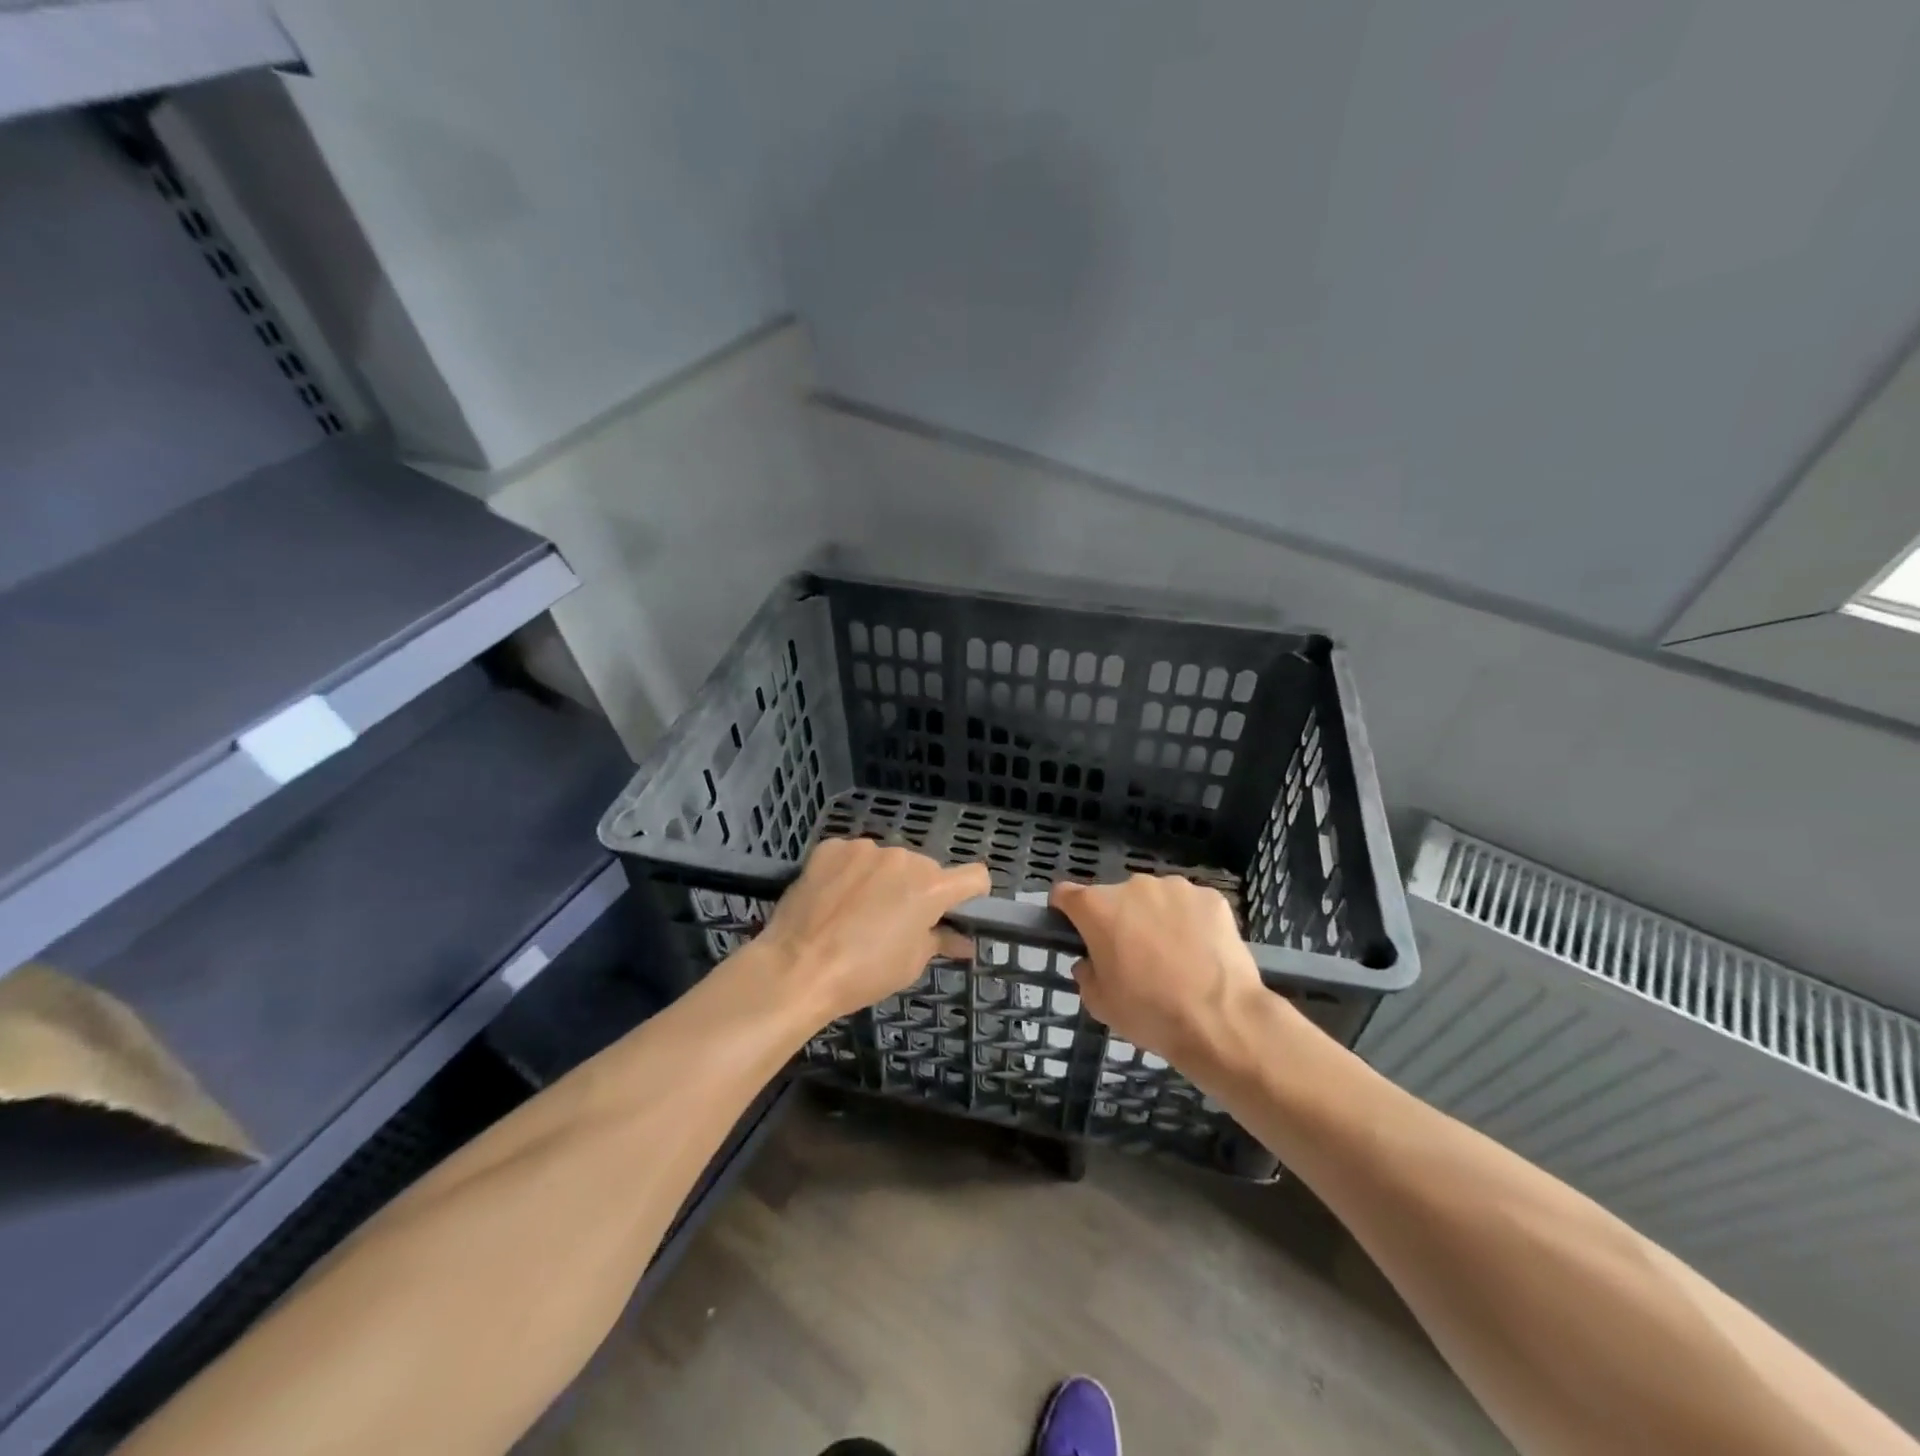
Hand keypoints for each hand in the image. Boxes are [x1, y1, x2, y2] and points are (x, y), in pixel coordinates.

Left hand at [757, 838, 989, 1024]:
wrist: (796, 967)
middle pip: (925, 869)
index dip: (971, 894)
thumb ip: (940, 941)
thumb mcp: (910, 964)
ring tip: (858, 911)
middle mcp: (903, 857)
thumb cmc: (863, 973)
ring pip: (887, 861)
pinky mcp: (831, 847)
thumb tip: (963, 941)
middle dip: (918, 890)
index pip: (974, 876)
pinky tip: (834, 897)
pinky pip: (853, 856)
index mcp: (931, 886)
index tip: (957, 911)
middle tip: (897, 922)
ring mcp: (865, 848)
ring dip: (883, 879)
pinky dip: (850, 872)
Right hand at [1050, 875, 1290, 1078]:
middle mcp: (1132, 885)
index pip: (1065, 894)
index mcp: (1097, 907)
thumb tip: (1091, 962)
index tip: (1075, 930)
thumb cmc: (1150, 1012)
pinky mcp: (1211, 897)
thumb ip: (1086, 973)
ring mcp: (1175, 887)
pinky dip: (1191, 923)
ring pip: (1155, 899)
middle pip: (1115, 898)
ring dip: (1155, 918)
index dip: (1066, 911)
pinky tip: (1202, 953)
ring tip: (1174, 957)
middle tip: (1134, 957)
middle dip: (1119, 920)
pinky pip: (1190, 906)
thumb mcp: (1099, 1003)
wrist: (1220, 1020)